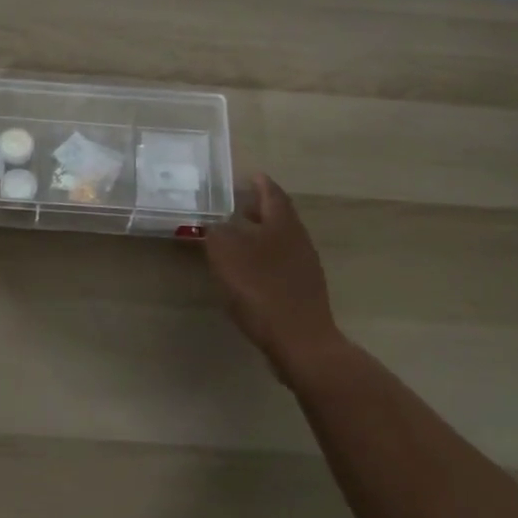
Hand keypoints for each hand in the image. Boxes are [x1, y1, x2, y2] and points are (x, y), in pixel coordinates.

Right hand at [204, 173, 346, 383]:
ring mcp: (305, 267)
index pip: (271, 193)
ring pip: (280, 240)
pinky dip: (264, 258)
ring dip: (261, 235)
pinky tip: (249, 271)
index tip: (249, 175)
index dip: (259, 183)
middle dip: (259, 209)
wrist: (301, 342)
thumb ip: (215, 233)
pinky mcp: (303, 291)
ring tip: (237, 238)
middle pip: (279, 216)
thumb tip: (213, 224)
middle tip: (238, 205)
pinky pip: (281, 263)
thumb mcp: (226, 255)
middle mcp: (298, 239)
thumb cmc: (261, 290)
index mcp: (283, 224)